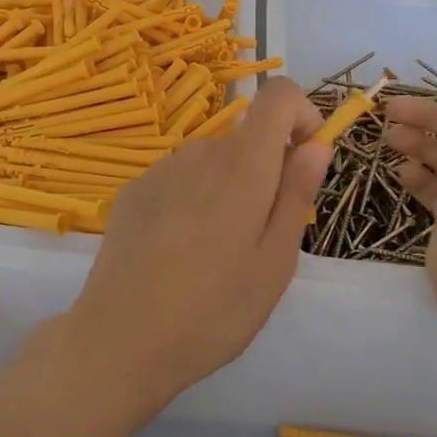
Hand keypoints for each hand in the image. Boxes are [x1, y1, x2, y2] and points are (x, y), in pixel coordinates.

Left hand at [67, 75, 328, 402]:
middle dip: (265, 171)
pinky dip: (192, 200)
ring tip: (215, 255)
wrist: (119, 341)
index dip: (301, 115)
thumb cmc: (213, 311)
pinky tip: (177, 254)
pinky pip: (179, 179)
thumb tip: (316, 145)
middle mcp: (199, 152)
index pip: (278, 94)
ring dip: (228, 189)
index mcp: (242, 166)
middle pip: (246, 138)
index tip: (304, 162)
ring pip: (212, 162)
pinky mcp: (132, 192)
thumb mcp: (274, 262)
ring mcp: (160, 170)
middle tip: (258, 239)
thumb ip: (297, 194)